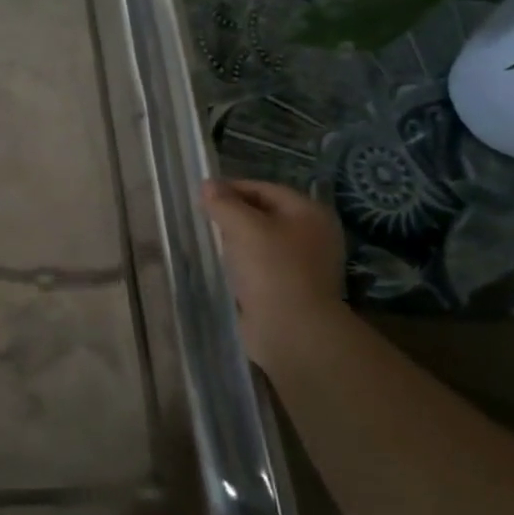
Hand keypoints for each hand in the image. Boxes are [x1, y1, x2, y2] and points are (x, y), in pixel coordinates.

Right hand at [201, 178, 346, 370]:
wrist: (292, 330)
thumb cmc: (271, 269)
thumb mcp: (242, 226)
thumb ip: (223, 202)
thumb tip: (208, 184)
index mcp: (309, 213)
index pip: (265, 189)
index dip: (232, 188)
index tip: (201, 196)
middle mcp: (312, 234)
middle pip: (265, 213)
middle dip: (234, 214)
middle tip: (203, 219)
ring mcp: (304, 264)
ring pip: (262, 241)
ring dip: (237, 240)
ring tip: (210, 242)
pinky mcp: (291, 288)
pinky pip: (262, 265)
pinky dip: (243, 262)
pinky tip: (224, 266)